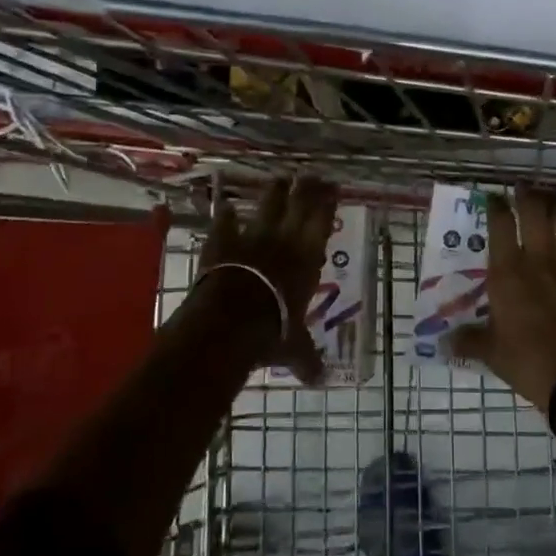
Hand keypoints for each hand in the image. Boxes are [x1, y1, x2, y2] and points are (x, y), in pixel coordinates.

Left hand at [198, 174, 338, 382]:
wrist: (230, 320)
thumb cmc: (272, 330)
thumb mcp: (294, 348)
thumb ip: (306, 359)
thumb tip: (319, 380)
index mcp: (307, 259)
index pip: (322, 222)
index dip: (328, 202)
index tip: (333, 185)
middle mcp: (284, 240)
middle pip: (298, 204)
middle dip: (306, 188)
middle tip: (311, 175)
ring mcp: (252, 238)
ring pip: (266, 206)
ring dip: (274, 192)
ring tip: (279, 180)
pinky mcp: (223, 242)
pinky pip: (225, 223)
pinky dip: (226, 215)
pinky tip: (226, 206)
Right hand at [454, 187, 555, 410]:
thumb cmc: (529, 362)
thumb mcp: (491, 353)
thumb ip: (468, 341)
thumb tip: (442, 342)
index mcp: (508, 271)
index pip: (499, 223)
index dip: (495, 205)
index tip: (493, 197)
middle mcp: (539, 257)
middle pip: (535, 209)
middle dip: (528, 194)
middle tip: (524, 188)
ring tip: (550, 201)